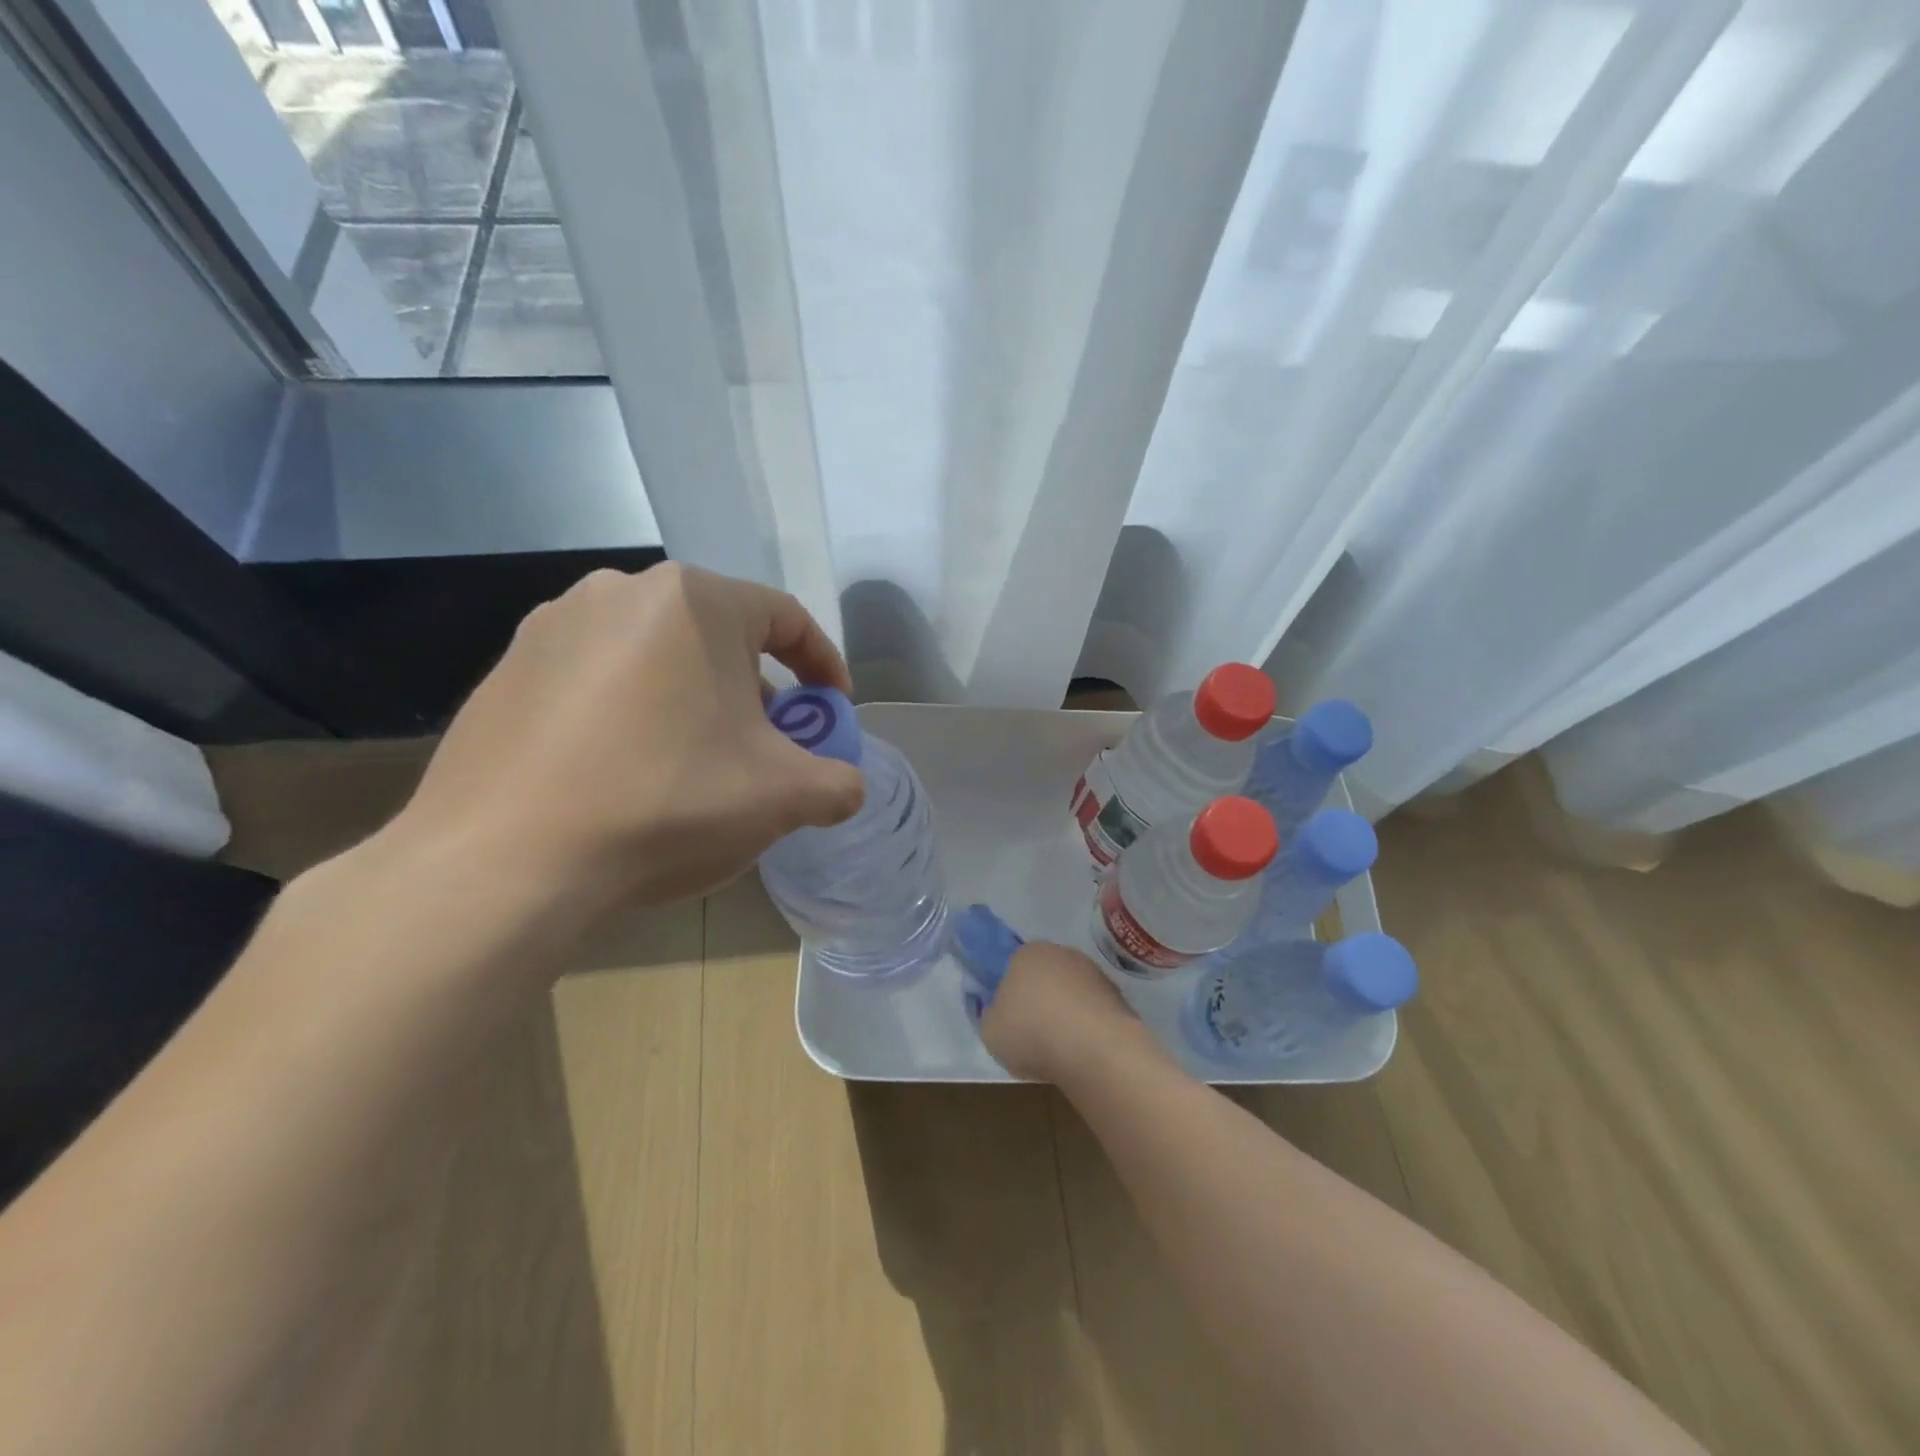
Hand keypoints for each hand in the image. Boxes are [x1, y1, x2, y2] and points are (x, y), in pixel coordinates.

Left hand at [387, 563, 865, 920]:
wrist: (504, 862)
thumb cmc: (666, 803)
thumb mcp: (782, 797)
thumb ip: (837, 784)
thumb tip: (845, 788)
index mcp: (696, 601)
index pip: (786, 618)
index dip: (822, 665)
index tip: (831, 711)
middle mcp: (621, 591)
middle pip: (719, 636)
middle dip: (756, 689)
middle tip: (765, 746)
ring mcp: (552, 627)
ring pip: (657, 656)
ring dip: (693, 699)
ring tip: (695, 761)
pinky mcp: (507, 671)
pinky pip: (598, 680)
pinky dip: (632, 713)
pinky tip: (626, 771)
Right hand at [974, 932, 1145, 1082]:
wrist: (1096, 1050)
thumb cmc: (1032, 1032)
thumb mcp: (989, 1029)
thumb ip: (988, 1013)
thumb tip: (998, 1009)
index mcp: (1027, 952)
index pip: (1011, 964)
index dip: (1007, 991)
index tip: (1006, 1016)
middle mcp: (1062, 954)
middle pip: (1043, 976)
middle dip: (1037, 999)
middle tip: (1030, 1033)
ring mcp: (1094, 974)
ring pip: (1070, 993)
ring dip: (1064, 1013)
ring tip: (1058, 1049)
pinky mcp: (1117, 997)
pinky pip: (1092, 1011)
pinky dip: (1086, 1027)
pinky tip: (1081, 1052)